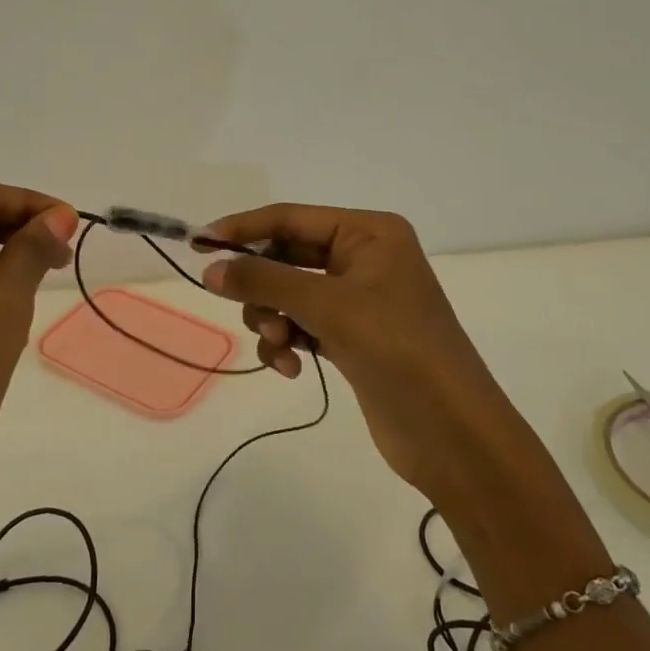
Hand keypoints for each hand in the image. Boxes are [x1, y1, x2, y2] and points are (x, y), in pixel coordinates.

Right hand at [194, 204, 516, 505]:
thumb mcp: (327, 306)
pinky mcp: (352, 337)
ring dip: (273, 319)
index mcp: (368, 233)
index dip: (242, 229)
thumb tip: (210, 268)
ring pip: (288, 294)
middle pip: (286, 258)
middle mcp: (364, 258)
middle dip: (263, 288)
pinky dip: (287, 342)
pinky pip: (301, 325)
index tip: (198, 242)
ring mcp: (358, 299)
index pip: (290, 219)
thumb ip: (265, 281)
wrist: (451, 432)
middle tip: (250, 313)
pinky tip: (291, 368)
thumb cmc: (396, 349)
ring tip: (280, 346)